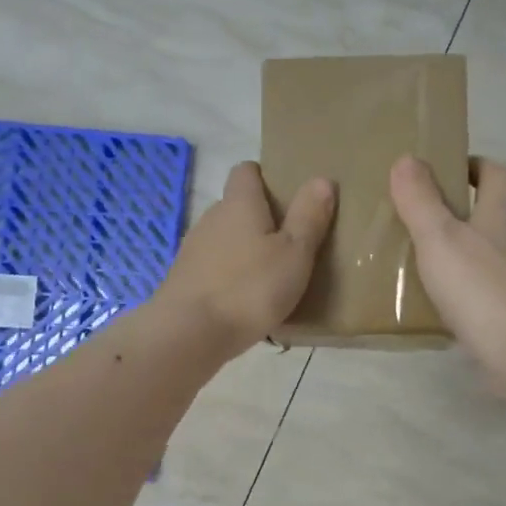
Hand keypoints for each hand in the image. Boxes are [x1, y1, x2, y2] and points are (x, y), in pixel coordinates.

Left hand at [154, 162, 336, 355]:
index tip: (287, 196)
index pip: (246, 171)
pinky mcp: (184, 280)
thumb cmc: (250, 288)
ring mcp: (193, 250)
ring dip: (244, 250)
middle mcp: (211, 218)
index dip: (265, 178)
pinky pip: (213, 268)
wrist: (189, 333)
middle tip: (290, 242)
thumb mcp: (294, 254)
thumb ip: (308, 217)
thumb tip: (321, 179)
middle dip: (260, 218)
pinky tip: (245, 301)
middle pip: (236, 207)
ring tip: (270, 275)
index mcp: (239, 204)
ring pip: (224, 239)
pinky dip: (229, 276)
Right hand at [391, 155, 505, 382]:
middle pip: (492, 215)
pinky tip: (436, 302)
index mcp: (499, 216)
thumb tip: (407, 159)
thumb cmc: (478, 285)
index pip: (496, 176)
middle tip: (420, 216)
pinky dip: (461, 290)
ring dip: (459, 253)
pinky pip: (481, 292)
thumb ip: (421, 201)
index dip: (476, 166)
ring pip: (486, 255)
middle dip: (461, 211)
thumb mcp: (439, 237)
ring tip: (420, 260)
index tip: (448, 168)